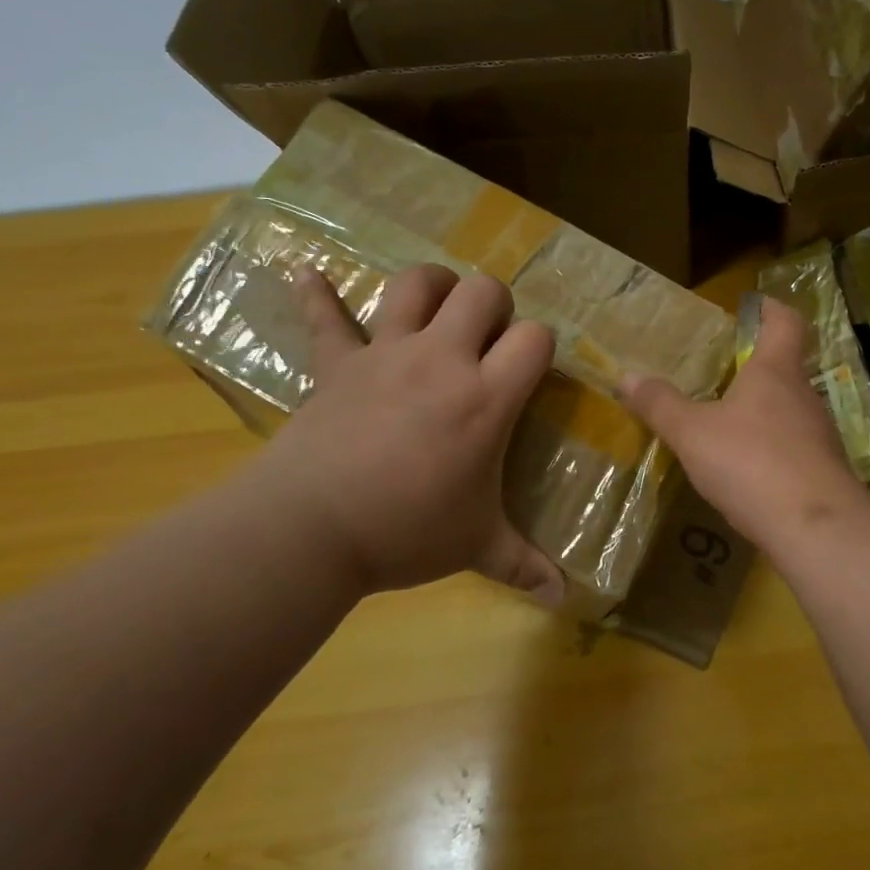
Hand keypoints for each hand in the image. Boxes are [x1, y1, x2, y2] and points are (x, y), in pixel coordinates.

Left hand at [243, 265, 565, 602]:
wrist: (311, 530)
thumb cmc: (407, 532)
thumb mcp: (476, 547)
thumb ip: (524, 565)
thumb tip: (564, 597)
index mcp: (485, 397)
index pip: (535, 337)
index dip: (540, 344)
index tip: (531, 368)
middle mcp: (442, 360)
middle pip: (482, 291)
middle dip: (494, 304)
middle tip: (488, 337)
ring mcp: (385, 354)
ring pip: (415, 285)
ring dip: (431, 285)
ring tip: (437, 303)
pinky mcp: (336, 363)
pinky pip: (324, 316)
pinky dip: (315, 292)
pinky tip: (305, 272)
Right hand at [619, 296, 869, 548]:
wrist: (814, 527)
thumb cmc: (751, 462)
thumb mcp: (693, 433)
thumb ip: (661, 405)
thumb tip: (626, 376)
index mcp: (775, 372)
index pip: (785, 322)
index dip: (771, 309)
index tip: (752, 307)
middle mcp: (803, 395)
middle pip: (785, 368)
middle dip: (756, 367)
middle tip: (721, 374)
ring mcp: (819, 434)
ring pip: (790, 410)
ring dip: (763, 411)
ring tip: (728, 424)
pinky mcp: (824, 470)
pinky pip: (795, 447)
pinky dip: (772, 448)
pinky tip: (748, 470)